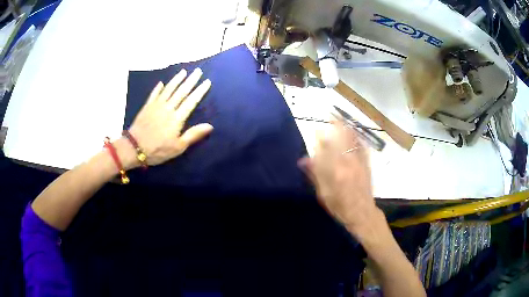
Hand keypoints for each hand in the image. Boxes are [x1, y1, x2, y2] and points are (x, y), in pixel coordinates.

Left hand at [128, 68, 212, 165]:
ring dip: (176, 80)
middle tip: (198, 71)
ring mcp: (156, 105)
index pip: (191, 101)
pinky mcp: (147, 106)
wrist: (134, 147)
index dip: (200, 91)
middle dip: (191, 80)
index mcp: (177, 118)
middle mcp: (168, 108)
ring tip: (183, 71)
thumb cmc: (158, 150)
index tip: (207, 81)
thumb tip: (210, 126)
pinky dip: (158, 88)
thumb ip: (193, 135)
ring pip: (168, 89)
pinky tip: (161, 83)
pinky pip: (154, 94)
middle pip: (181, 91)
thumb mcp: (178, 147)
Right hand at [298, 120, 378, 233]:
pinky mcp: (367, 164)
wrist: (362, 213)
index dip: (321, 137)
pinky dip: (358, 137)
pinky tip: (355, 133)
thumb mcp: (323, 194)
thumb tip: (303, 160)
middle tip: (331, 116)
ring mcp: (360, 162)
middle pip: (343, 138)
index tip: (317, 130)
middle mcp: (349, 163)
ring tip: (342, 120)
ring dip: (348, 128)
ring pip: (354, 140)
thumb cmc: (340, 206)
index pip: (326, 148)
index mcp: (335, 171)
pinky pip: (363, 146)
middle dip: (337, 125)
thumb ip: (315, 175)